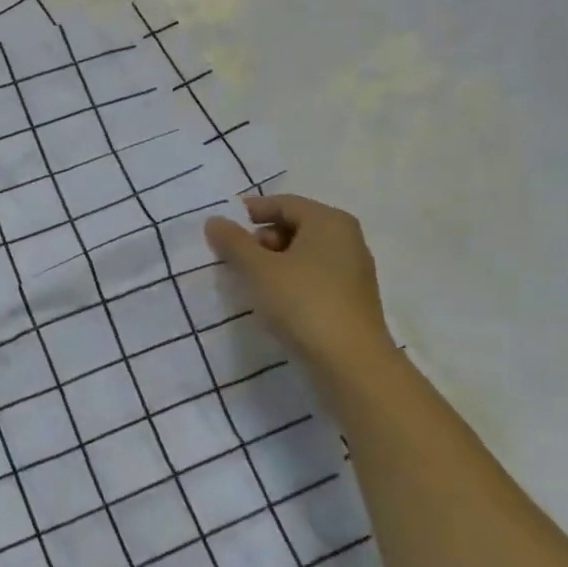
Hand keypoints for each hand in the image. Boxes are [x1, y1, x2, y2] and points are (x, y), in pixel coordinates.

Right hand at [204, 194, 392, 373]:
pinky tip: (273, 301)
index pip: (284, 203)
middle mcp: (346, 239)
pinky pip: (313, 277)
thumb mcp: (258, 269)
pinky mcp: (351, 299)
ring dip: (273, 262)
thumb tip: (214, 221)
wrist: (350, 362)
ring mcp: (352, 270)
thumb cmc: (302, 302)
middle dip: (261, 239)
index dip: (251, 211)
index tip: (222, 227)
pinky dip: (290, 280)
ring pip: (304, 254)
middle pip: (295, 226)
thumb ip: (233, 242)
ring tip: (248, 282)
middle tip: (234, 259)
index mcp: (329, 221)